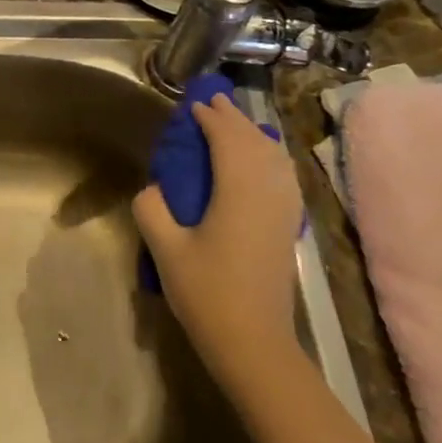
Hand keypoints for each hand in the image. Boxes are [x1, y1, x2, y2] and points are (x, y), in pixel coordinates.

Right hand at [133, 93, 304, 383]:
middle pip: (254, 143)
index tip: (193, 105)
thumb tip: (154, 188)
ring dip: (253, 134)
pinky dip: (270, 157)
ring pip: (274, 157)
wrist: (254, 341)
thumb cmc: (206, 293)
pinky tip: (262, 160)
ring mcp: (284, 210)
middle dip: (234, 118)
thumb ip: (152, 209)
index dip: (211, 119)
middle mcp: (267, 192)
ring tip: (235, 122)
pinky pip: (284, 176)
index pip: (227, 141)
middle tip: (213, 101)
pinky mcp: (288, 226)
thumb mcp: (165, 250)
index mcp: (237, 192)